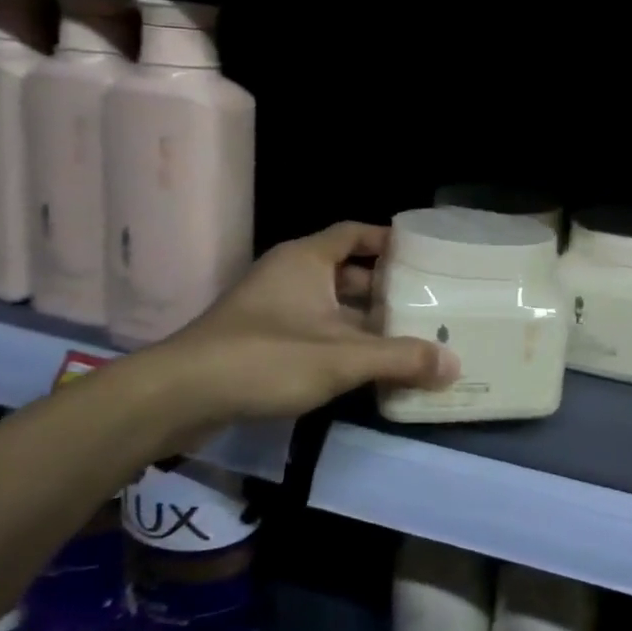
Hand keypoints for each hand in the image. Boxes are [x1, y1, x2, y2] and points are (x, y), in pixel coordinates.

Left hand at [156, 223, 459, 422]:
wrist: (177, 397)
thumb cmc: (265, 358)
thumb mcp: (343, 358)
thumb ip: (401, 359)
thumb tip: (454, 364)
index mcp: (307, 260)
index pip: (356, 233)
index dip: (390, 241)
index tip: (425, 256)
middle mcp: (289, 274)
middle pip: (348, 272)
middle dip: (385, 289)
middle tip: (427, 304)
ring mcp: (271, 308)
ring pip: (331, 305)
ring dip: (364, 321)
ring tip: (406, 338)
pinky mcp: (260, 340)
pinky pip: (313, 330)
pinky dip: (341, 342)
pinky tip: (365, 367)